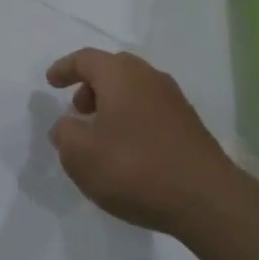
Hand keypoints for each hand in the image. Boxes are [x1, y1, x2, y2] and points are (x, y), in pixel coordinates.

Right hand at [47, 49, 243, 239]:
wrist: (208, 200)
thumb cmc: (135, 168)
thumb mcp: (81, 155)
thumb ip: (64, 134)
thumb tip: (67, 125)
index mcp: (120, 74)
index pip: (85, 59)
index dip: (64, 69)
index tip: (50, 82)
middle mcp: (149, 77)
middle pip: (112, 70)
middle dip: (90, 87)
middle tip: (77, 111)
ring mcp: (174, 100)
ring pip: (134, 90)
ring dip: (112, 105)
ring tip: (101, 137)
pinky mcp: (190, 125)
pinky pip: (150, 110)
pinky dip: (132, 120)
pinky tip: (129, 151)